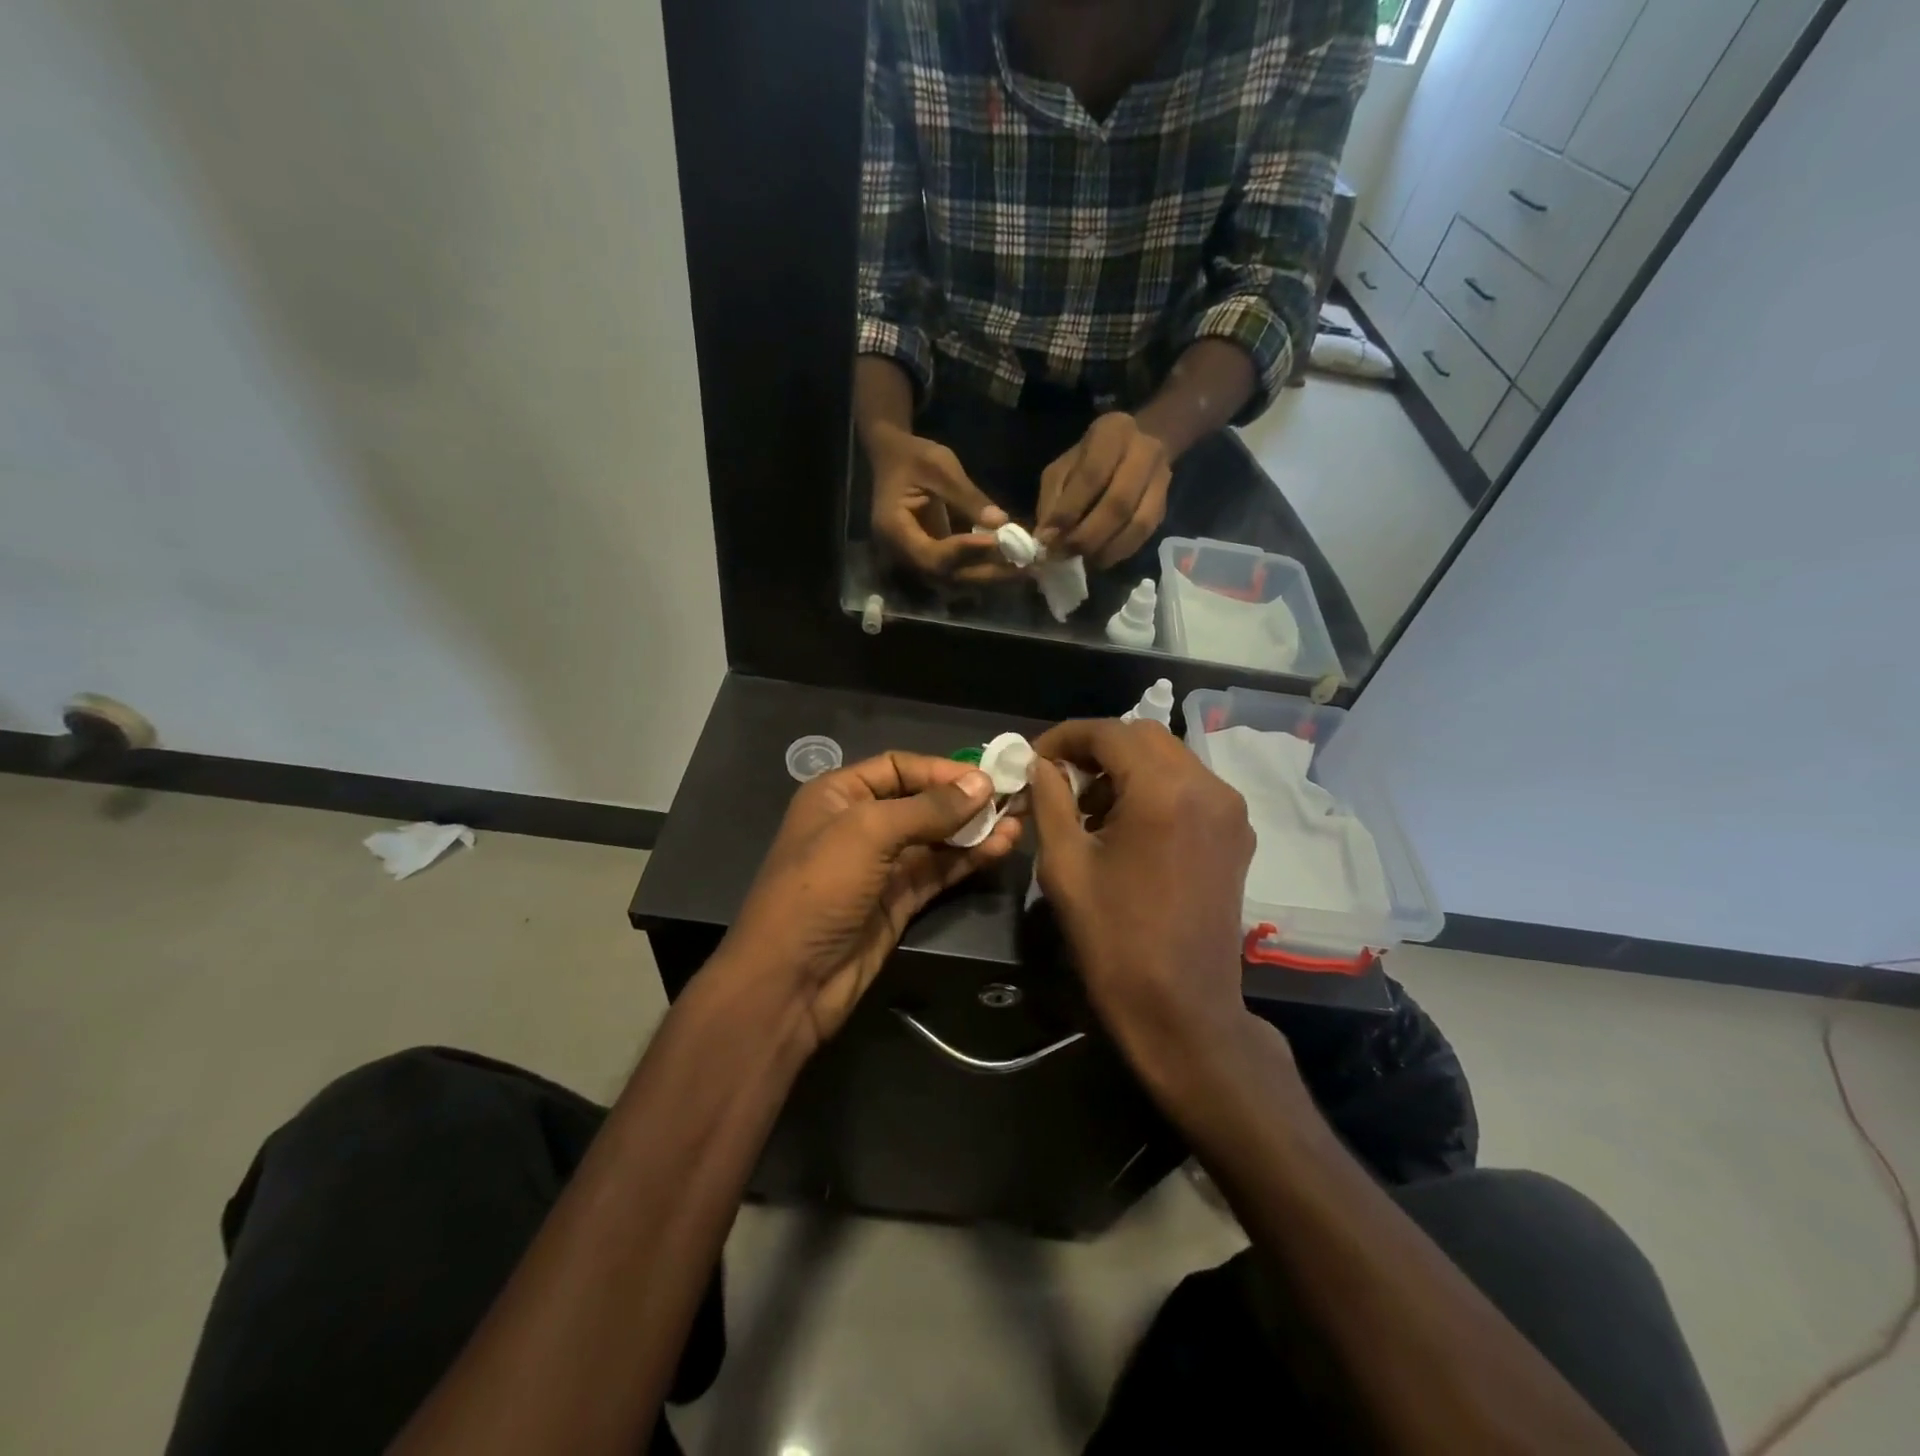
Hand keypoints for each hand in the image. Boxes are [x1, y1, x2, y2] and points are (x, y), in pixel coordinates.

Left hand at [720, 752, 1022, 1051]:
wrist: (789, 981)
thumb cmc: (819, 889)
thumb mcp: (868, 833)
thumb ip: (928, 808)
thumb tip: (982, 783)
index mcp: (839, 795)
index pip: (898, 767)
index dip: (942, 770)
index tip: (987, 777)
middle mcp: (860, 824)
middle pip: (921, 802)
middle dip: (964, 800)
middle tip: (1013, 799)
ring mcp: (881, 866)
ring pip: (935, 839)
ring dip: (974, 830)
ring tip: (1017, 823)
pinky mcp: (898, 901)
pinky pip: (938, 871)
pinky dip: (968, 859)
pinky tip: (1000, 848)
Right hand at [868, 424, 1020, 582]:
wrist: (892, 456)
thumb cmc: (912, 456)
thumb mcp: (940, 467)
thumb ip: (968, 497)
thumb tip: (1001, 523)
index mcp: (894, 529)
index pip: (932, 555)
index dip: (965, 552)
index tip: (998, 541)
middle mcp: (901, 553)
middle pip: (945, 575)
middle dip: (984, 571)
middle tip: (1021, 565)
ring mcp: (914, 558)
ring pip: (953, 578)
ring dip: (987, 574)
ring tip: (1020, 566)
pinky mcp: (930, 556)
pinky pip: (956, 569)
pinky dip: (981, 566)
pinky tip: (1008, 560)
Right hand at [1025, 719, 1254, 1074]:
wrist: (1182, 1009)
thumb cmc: (1114, 940)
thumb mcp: (1065, 865)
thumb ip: (1050, 799)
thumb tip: (1041, 764)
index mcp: (1164, 791)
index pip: (1109, 732)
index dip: (1065, 737)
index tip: (1034, 758)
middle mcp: (1208, 787)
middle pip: (1143, 737)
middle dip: (1096, 749)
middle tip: (1058, 779)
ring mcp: (1230, 810)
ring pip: (1169, 758)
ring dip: (1125, 767)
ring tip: (1088, 805)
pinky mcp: (1237, 834)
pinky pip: (1189, 786)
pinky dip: (1153, 787)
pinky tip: (1126, 823)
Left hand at [1036, 413, 1171, 568]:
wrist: (1138, 445)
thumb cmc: (1089, 459)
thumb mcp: (1062, 468)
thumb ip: (1053, 500)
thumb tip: (1046, 538)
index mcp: (1112, 433)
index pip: (1092, 476)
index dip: (1069, 510)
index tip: (1048, 537)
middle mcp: (1143, 452)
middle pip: (1119, 503)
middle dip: (1087, 536)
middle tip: (1064, 555)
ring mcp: (1160, 479)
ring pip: (1138, 523)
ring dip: (1106, 549)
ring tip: (1082, 561)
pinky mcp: (1164, 504)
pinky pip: (1145, 534)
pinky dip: (1120, 552)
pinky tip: (1100, 559)